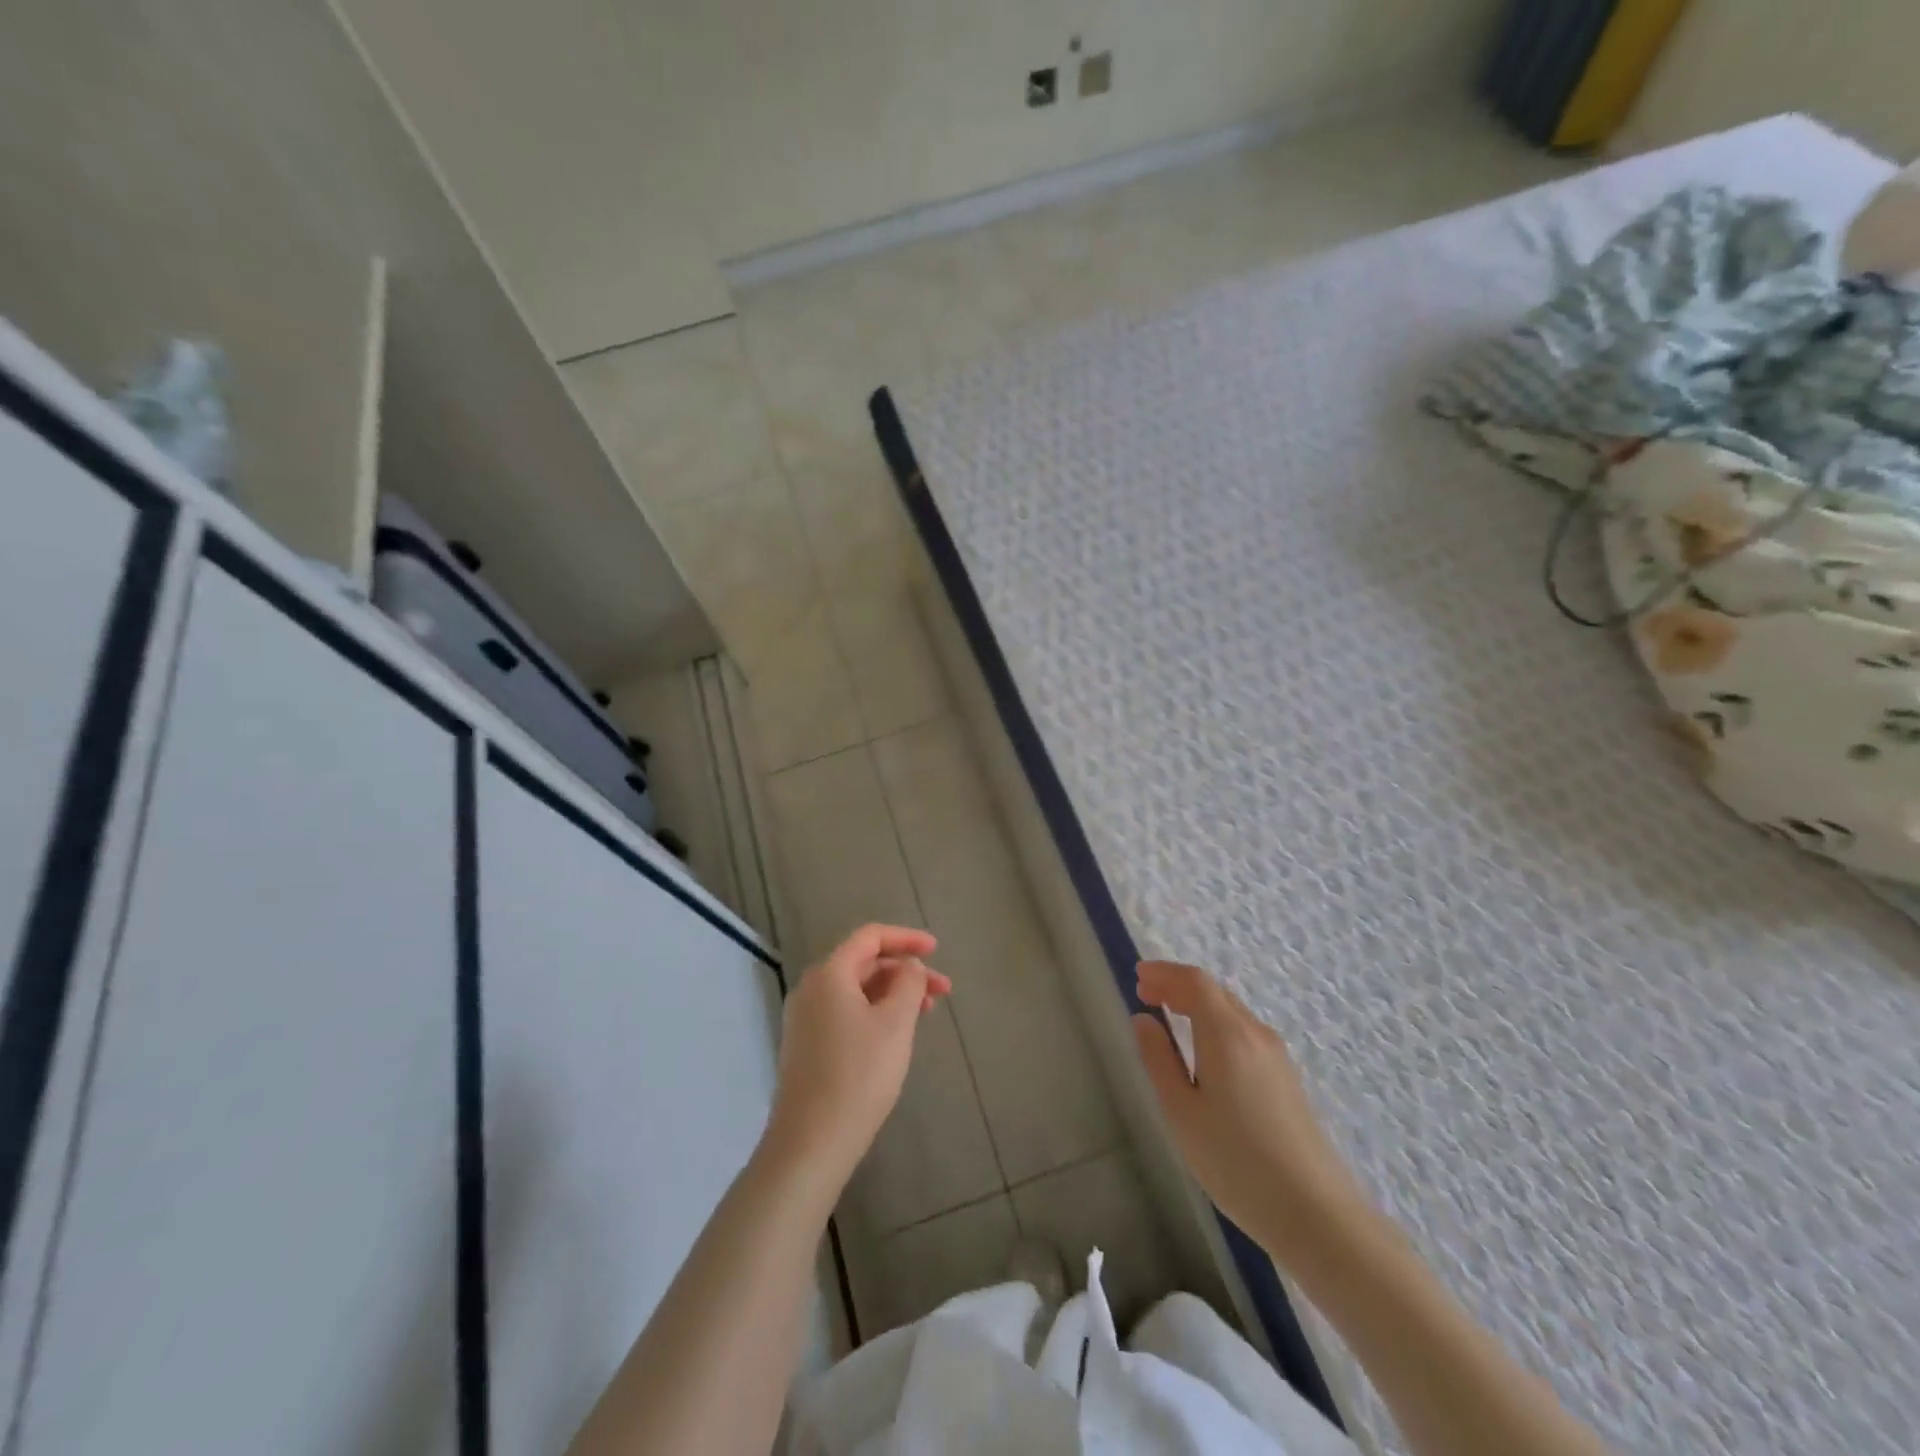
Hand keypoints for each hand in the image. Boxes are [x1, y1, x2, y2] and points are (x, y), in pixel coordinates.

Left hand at [760, 924, 951, 1194]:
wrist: (810, 1143)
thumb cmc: (859, 1076)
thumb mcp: (895, 1024)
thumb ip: (908, 983)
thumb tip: (908, 965)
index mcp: (828, 974)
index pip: (870, 937)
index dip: (906, 938)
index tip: (937, 950)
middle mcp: (811, 989)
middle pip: (864, 964)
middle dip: (905, 971)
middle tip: (942, 991)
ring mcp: (805, 1019)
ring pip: (856, 990)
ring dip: (893, 993)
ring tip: (926, 1012)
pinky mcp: (806, 1046)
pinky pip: (846, 1012)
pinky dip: (875, 1012)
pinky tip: (896, 1034)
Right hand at [1132, 960, 1366, 1266]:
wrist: (1315, 1214)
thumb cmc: (1236, 1162)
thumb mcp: (1181, 1112)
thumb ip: (1159, 1059)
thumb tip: (1143, 1019)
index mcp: (1227, 1035)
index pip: (1195, 982)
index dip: (1165, 973)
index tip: (1138, 976)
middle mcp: (1255, 1034)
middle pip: (1214, 992)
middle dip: (1178, 985)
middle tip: (1146, 993)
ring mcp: (1276, 1056)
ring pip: (1231, 1011)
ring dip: (1197, 1003)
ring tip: (1168, 1014)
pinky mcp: (1286, 1078)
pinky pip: (1243, 1031)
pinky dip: (1215, 1022)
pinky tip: (1203, 1047)